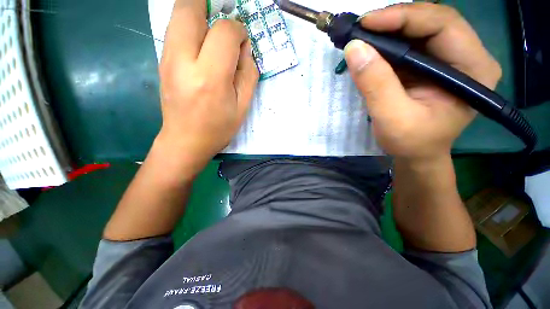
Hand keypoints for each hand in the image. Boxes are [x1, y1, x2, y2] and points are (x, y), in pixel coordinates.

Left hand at [157, 0, 257, 175]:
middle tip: (226, 20)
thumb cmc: (218, 128)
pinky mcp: (162, 60)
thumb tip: (246, 47)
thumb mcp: (242, 106)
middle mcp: (183, 61)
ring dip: (200, 13)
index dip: (238, 30)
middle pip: (189, 7)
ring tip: (215, 32)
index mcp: (210, 78)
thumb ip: (248, 74)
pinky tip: (203, 45)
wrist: (185, 141)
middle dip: (211, 5)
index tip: (243, 41)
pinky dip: (191, 26)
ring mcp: (167, 58)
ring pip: (178, 13)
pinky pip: (175, 29)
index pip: (224, 32)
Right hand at [344, 3, 501, 160]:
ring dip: (391, 29)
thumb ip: (375, 83)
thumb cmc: (410, 142)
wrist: (416, 154)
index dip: (404, 17)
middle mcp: (468, 57)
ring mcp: (451, 59)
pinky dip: (390, 42)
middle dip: (396, 20)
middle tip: (362, 28)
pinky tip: (373, 47)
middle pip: (434, 21)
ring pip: (421, 29)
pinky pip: (412, 43)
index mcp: (474, 70)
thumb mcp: (391, 117)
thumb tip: (354, 48)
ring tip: (364, 36)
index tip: (367, 23)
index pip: (443, 25)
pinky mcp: (433, 65)